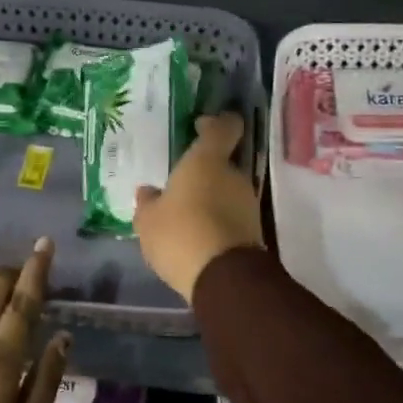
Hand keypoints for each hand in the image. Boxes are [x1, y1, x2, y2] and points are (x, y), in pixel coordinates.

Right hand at [134, 111, 263, 301]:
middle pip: (222, 163)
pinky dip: (217, 221)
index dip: (215, 123)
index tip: (200, 126)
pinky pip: (231, 216)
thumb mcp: (148, 220)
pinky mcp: (255, 231)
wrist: (223, 279)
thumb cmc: (180, 233)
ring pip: (227, 191)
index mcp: (207, 160)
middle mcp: (233, 175)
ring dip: (211, 199)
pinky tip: (197, 235)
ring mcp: (248, 203)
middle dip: (204, 172)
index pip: (223, 127)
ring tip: (186, 215)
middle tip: (180, 185)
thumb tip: (148, 192)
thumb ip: (148, 202)